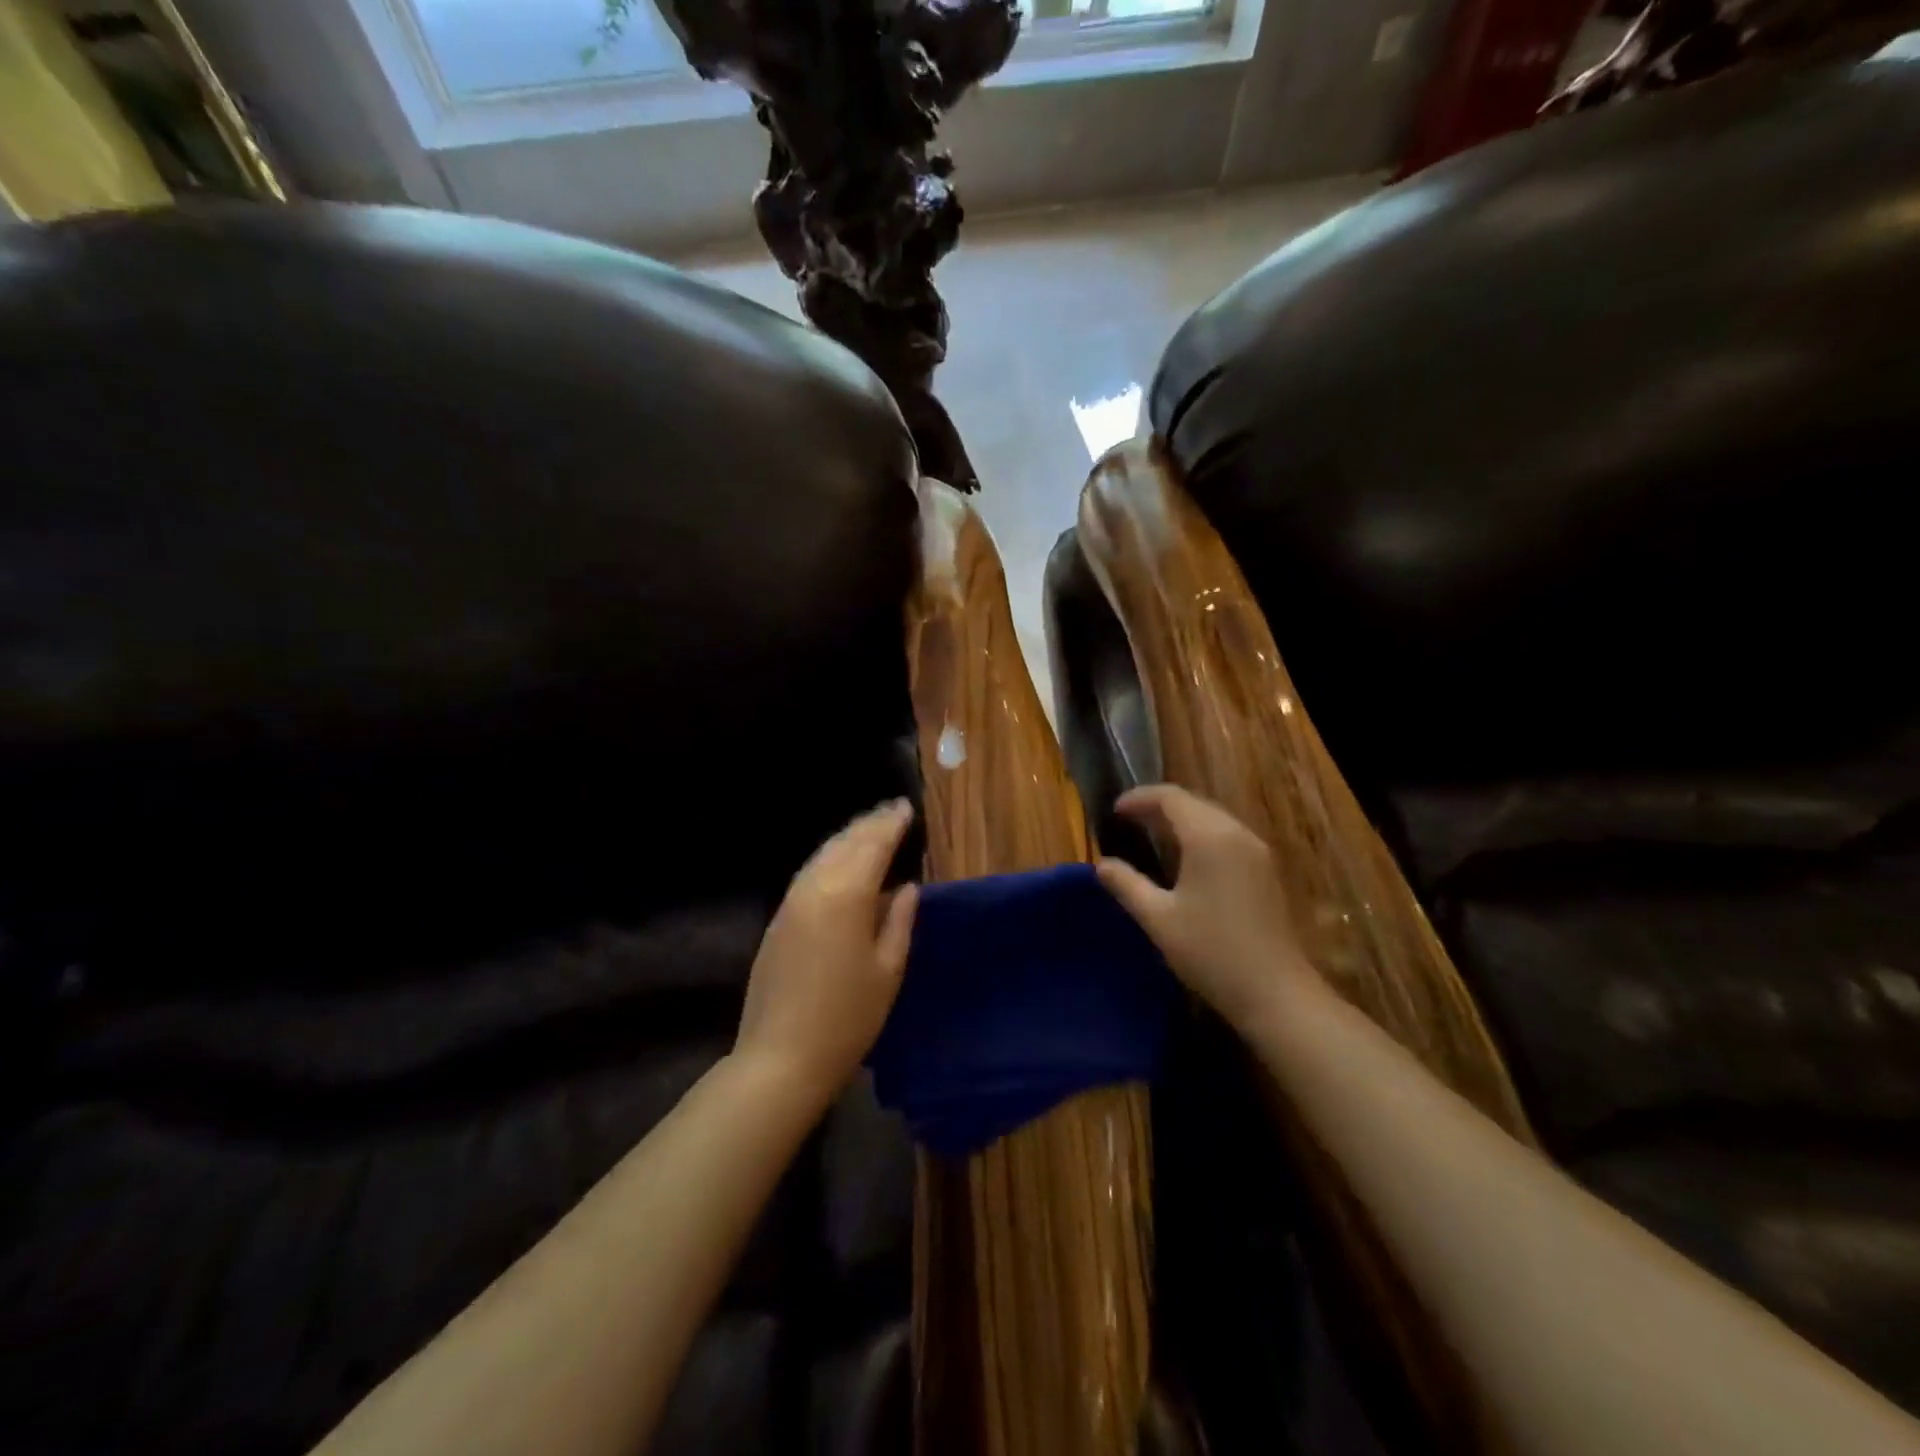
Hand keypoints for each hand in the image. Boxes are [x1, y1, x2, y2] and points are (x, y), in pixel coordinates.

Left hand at [735, 799, 918, 1106]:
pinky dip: (828, 858)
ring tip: (868, 827)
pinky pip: (808, 874)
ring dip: (847, 837)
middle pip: (845, 844)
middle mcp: (815, 888)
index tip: (906, 808)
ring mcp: (791, 902)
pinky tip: (839, 862)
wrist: (781, 1057)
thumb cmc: (848, 1018)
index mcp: (847, 896)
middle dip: (869, 824)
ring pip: (823, 855)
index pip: (873, 847)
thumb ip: (899, 921)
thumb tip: (906, 887)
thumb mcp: (888, 970)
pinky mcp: (778, 920)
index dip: (891, 825)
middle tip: (890, 810)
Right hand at [1095, 784, 1315, 1032]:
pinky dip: (1200, 835)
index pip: (1171, 798)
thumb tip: (1102, 865)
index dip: (1140, 798)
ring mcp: (1256, 852)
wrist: (1276, 993)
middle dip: (1158, 807)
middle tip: (1127, 821)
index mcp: (1209, 837)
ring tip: (1150, 836)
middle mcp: (1236, 833)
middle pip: (1193, 803)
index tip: (1113, 811)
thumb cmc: (1210, 951)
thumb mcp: (1158, 918)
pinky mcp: (1265, 871)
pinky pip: (1227, 836)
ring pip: (1213, 819)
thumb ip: (1126, 884)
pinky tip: (1185, 859)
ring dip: (1181, 820)